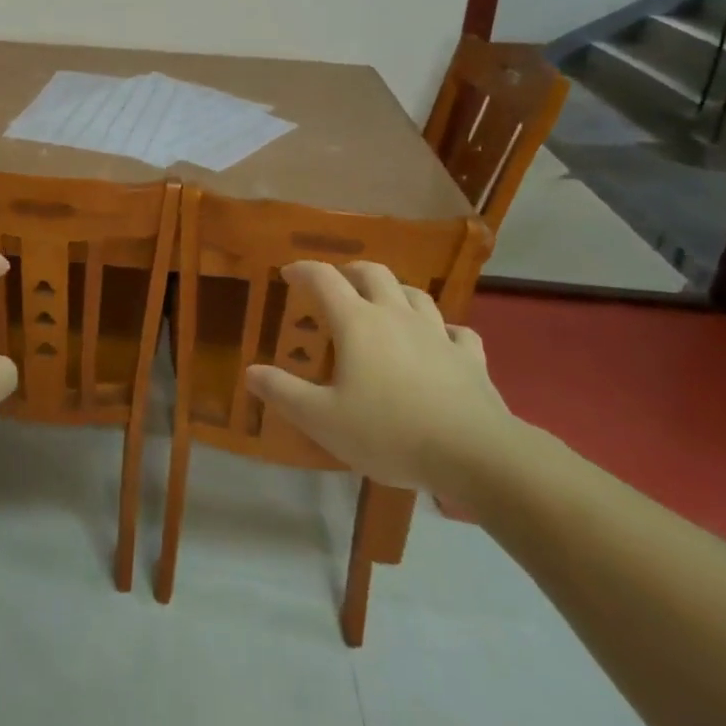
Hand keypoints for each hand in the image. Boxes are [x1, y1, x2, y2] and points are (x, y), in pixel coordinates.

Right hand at [244, 261, 519, 495]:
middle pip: (373, 273)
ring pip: (415, 295)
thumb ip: (283, 392)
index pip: (324, 279)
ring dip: (396, 292)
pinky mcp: (470, 358)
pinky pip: (458, 333)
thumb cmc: (389, 432)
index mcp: (357, 322)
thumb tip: (250, 371)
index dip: (303, 270)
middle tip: (338, 283)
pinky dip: (445, 331)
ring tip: (385, 303)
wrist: (475, 454)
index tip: (288, 273)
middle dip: (351, 271)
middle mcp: (396, 316)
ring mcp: (437, 334)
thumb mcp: (322, 419)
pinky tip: (442, 341)